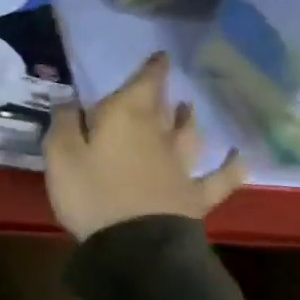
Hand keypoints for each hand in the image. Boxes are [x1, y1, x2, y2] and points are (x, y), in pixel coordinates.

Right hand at [44, 52, 244, 241]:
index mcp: (125, 118)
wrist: (135, 244)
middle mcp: (158, 134)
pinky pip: (219, 178)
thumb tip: (70, 101)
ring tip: (189, 108)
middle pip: (162, 107)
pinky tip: (239, 157)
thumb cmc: (90, 192)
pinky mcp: (194, 196)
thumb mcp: (60, 154)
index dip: (152, 69)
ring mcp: (181, 166)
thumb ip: (64, 123)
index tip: (160, 55)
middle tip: (161, 83)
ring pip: (189, 135)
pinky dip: (231, 166)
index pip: (143, 84)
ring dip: (189, 120)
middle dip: (161, 92)